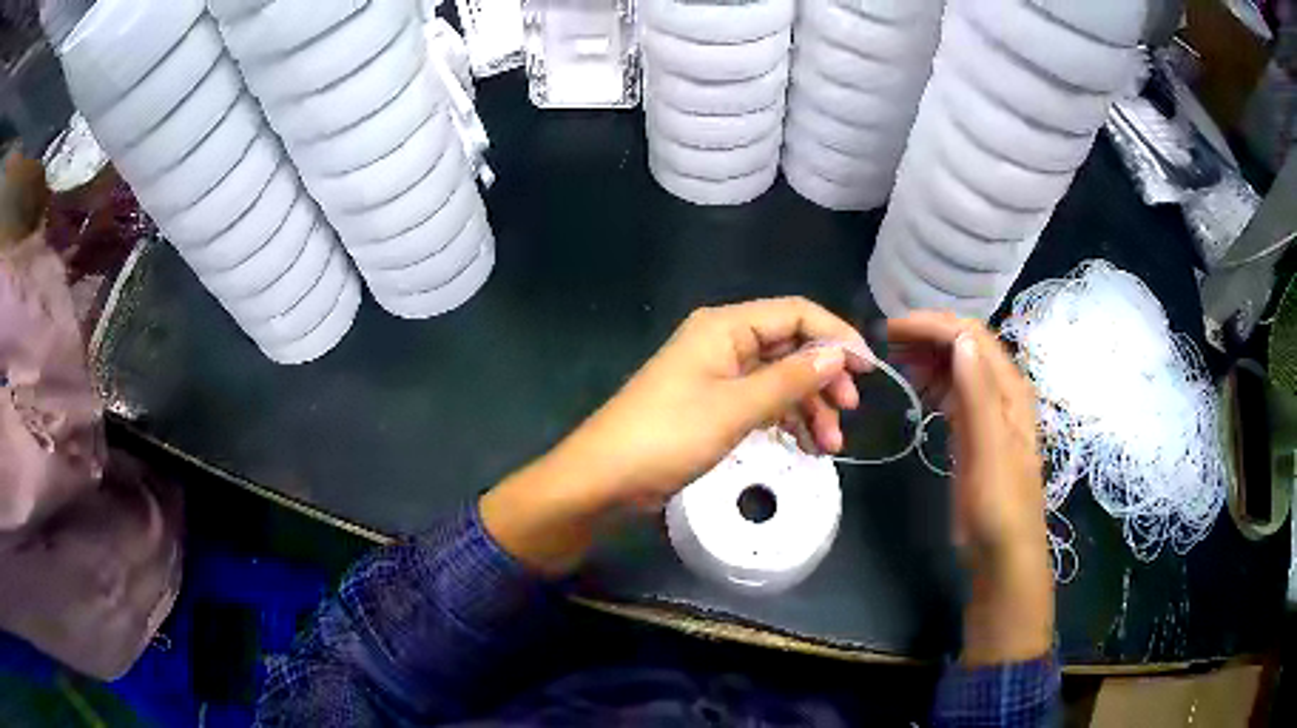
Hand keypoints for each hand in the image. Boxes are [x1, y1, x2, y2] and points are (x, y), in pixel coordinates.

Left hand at [481, 297, 867, 573]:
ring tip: (829, 446)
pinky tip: (805, 446)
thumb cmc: (668, 436)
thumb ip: (791, 379)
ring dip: (808, 406)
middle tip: (847, 413)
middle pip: (790, 347)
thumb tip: (838, 353)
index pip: (796, 314)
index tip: (867, 371)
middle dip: (823, 378)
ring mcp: (718, 374)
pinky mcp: (713, 404)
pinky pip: (761, 402)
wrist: (604, 478)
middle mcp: (724, 341)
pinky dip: (785, 420)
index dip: (836, 337)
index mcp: (726, 327)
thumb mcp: (736, 408)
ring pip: (779, 379)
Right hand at [888, 311, 1052, 664]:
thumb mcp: (989, 450)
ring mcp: (990, 414)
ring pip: (959, 368)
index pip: (971, 337)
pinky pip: (955, 394)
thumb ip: (978, 394)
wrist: (1003, 555)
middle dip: (928, 335)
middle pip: (965, 346)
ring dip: (929, 356)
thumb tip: (959, 339)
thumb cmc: (998, 506)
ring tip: (895, 361)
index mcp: (1009, 390)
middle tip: (886, 343)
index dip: (933, 325)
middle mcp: (1002, 393)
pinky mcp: (977, 434)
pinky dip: (934, 382)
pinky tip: (917, 388)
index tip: (890, 331)